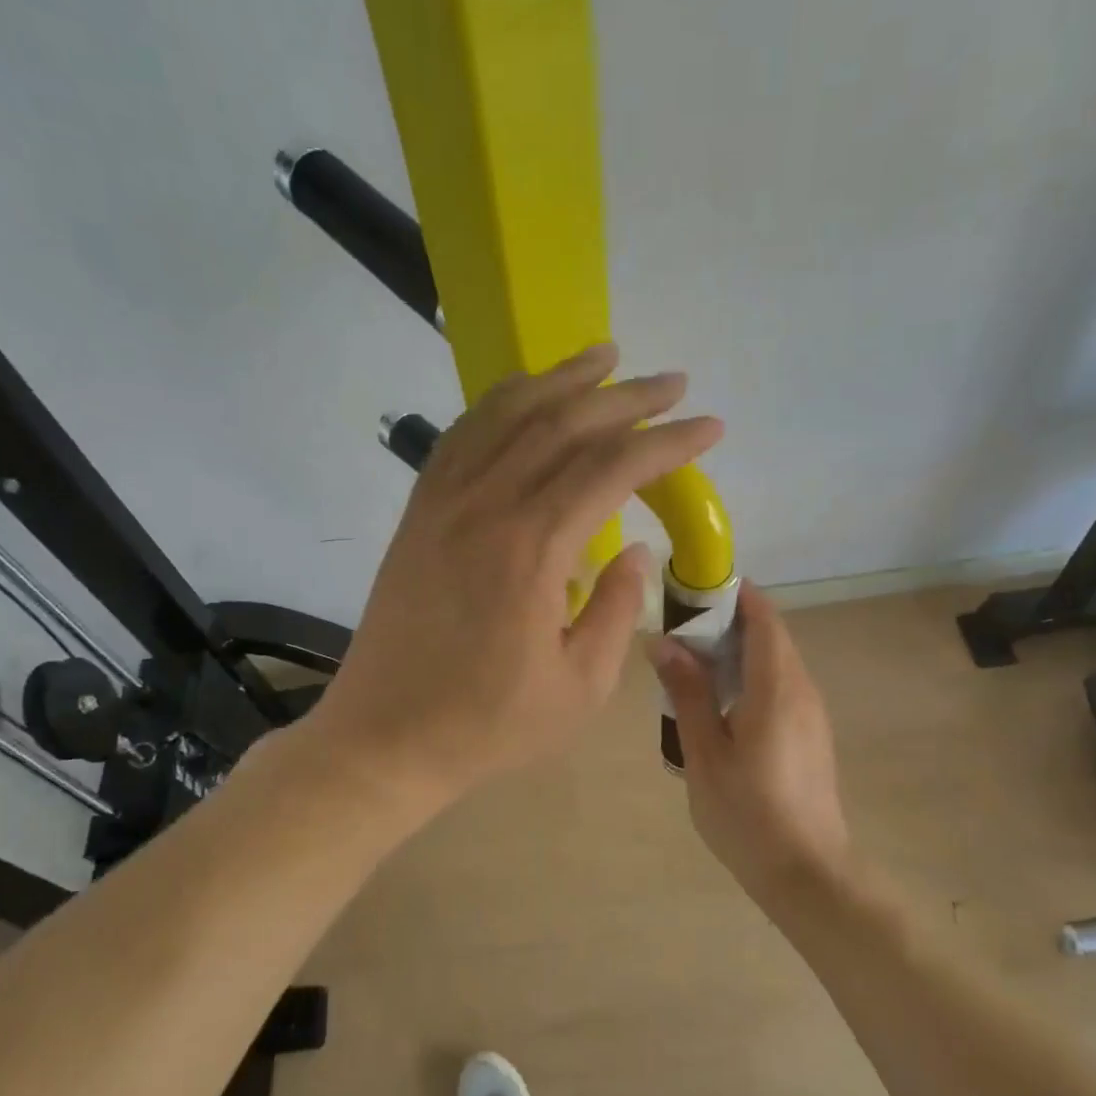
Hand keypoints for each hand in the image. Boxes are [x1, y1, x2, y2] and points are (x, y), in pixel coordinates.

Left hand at [312, 342, 722, 805]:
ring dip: (560, 380)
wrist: (386, 737)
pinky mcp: (418, 514)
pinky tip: (525, 397)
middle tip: (673, 384)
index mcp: (531, 550)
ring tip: (605, 357)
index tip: (708, 427)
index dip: (666, 442)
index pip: (610, 468)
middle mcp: (485, 507)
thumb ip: (617, 610)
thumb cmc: (489, 724)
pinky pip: (461, 438)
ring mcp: (442, 504)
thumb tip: (636, 550)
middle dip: (626, 398)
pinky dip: (499, 405)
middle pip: (563, 425)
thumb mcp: (580, 686)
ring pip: (506, 415)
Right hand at [649, 585, 852, 896]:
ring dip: (735, 652)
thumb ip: (687, 692)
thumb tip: (664, 641)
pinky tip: (716, 704)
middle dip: (725, 622)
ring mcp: (812, 712)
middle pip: (768, 634)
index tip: (688, 591)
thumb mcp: (704, 753)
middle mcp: (802, 689)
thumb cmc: (747, 813)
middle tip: (675, 632)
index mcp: (777, 686)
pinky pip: (779, 686)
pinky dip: (748, 677)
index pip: (761, 615)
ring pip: (774, 661)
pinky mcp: (811, 734)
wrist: (807, 873)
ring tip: (687, 666)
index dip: (730, 594)